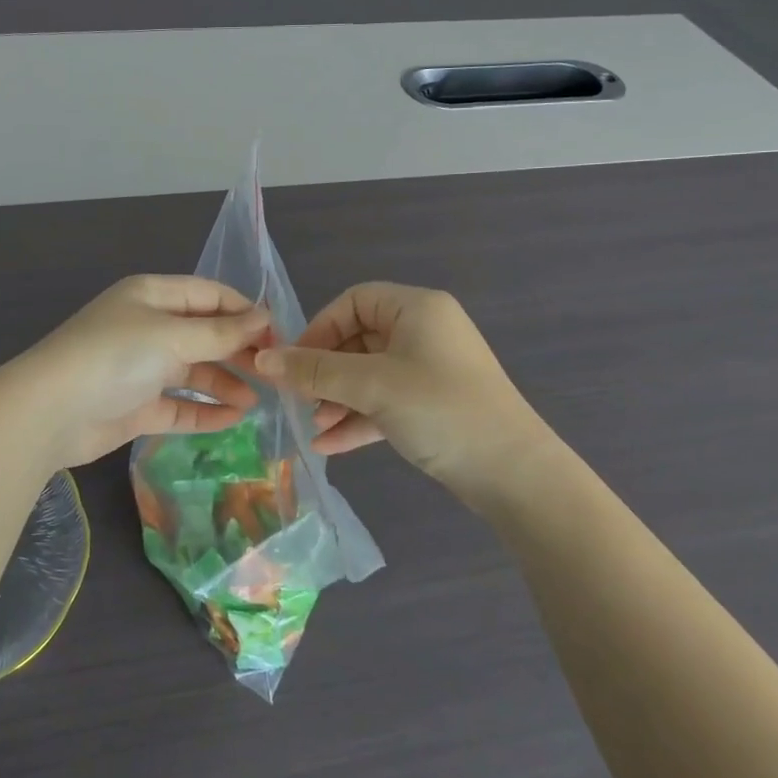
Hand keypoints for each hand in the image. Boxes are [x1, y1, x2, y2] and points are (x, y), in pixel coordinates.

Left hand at [10, 275, 270, 465]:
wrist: (50, 412)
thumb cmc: (115, 357)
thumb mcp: (172, 336)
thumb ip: (221, 332)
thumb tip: (265, 317)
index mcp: (152, 296)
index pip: (209, 295)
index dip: (244, 312)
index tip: (278, 336)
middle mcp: (148, 327)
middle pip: (203, 334)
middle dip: (237, 350)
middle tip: (273, 373)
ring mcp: (141, 368)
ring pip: (193, 371)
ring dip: (224, 383)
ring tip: (256, 401)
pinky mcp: (135, 406)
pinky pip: (178, 404)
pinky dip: (204, 410)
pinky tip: (232, 419)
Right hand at [254, 283, 552, 505]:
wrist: (515, 475)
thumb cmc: (441, 409)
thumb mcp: (372, 386)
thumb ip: (315, 371)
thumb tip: (262, 360)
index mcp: (417, 308)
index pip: (354, 301)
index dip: (320, 328)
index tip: (296, 362)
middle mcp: (424, 332)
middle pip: (358, 340)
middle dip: (326, 372)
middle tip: (299, 400)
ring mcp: (430, 371)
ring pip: (369, 375)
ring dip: (338, 399)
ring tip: (314, 427)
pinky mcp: (432, 406)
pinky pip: (385, 402)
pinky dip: (358, 418)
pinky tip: (328, 446)